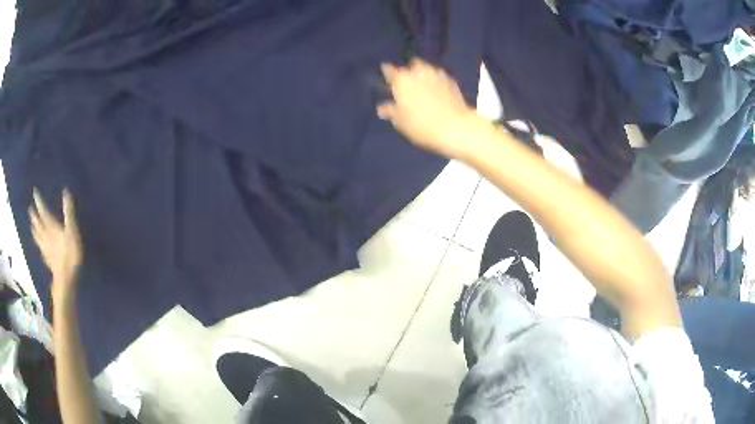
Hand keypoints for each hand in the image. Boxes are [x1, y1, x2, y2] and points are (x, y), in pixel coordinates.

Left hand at [29, 189, 82, 301]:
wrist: (65, 278)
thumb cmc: (70, 253)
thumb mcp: (72, 231)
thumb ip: (68, 212)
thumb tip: (66, 191)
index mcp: (51, 227)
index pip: (43, 211)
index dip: (39, 201)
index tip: (34, 192)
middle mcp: (46, 235)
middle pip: (38, 224)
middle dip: (34, 216)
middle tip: (30, 209)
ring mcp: (45, 249)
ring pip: (37, 237)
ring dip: (34, 230)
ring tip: (32, 226)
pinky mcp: (47, 259)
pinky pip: (41, 249)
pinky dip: (38, 245)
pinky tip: (39, 246)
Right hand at [378, 59, 476, 158]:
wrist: (455, 127)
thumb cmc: (421, 125)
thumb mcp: (401, 122)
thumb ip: (391, 111)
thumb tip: (382, 108)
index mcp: (402, 80)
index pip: (389, 70)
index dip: (386, 72)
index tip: (385, 74)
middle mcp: (418, 72)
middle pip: (412, 65)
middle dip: (409, 71)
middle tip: (407, 82)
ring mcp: (437, 75)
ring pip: (427, 69)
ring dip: (423, 74)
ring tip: (422, 85)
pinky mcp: (452, 82)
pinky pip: (440, 77)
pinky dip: (436, 81)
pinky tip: (437, 91)